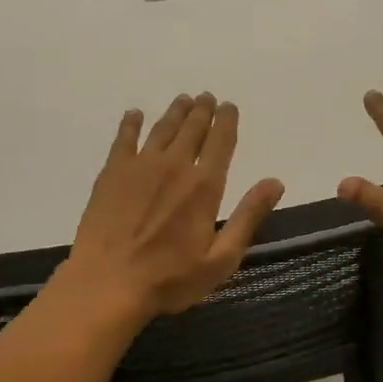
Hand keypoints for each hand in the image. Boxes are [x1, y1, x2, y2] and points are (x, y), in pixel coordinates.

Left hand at [65, 92, 284, 317]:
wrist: (107, 283)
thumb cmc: (169, 279)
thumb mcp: (221, 258)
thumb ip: (248, 216)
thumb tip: (275, 182)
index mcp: (205, 186)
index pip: (221, 141)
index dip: (227, 120)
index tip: (229, 106)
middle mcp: (175, 165)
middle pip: (192, 128)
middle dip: (202, 110)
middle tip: (206, 97)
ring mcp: (140, 166)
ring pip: (162, 128)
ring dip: (175, 112)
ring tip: (183, 100)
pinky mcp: (112, 173)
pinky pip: (124, 138)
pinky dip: (132, 123)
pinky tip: (135, 115)